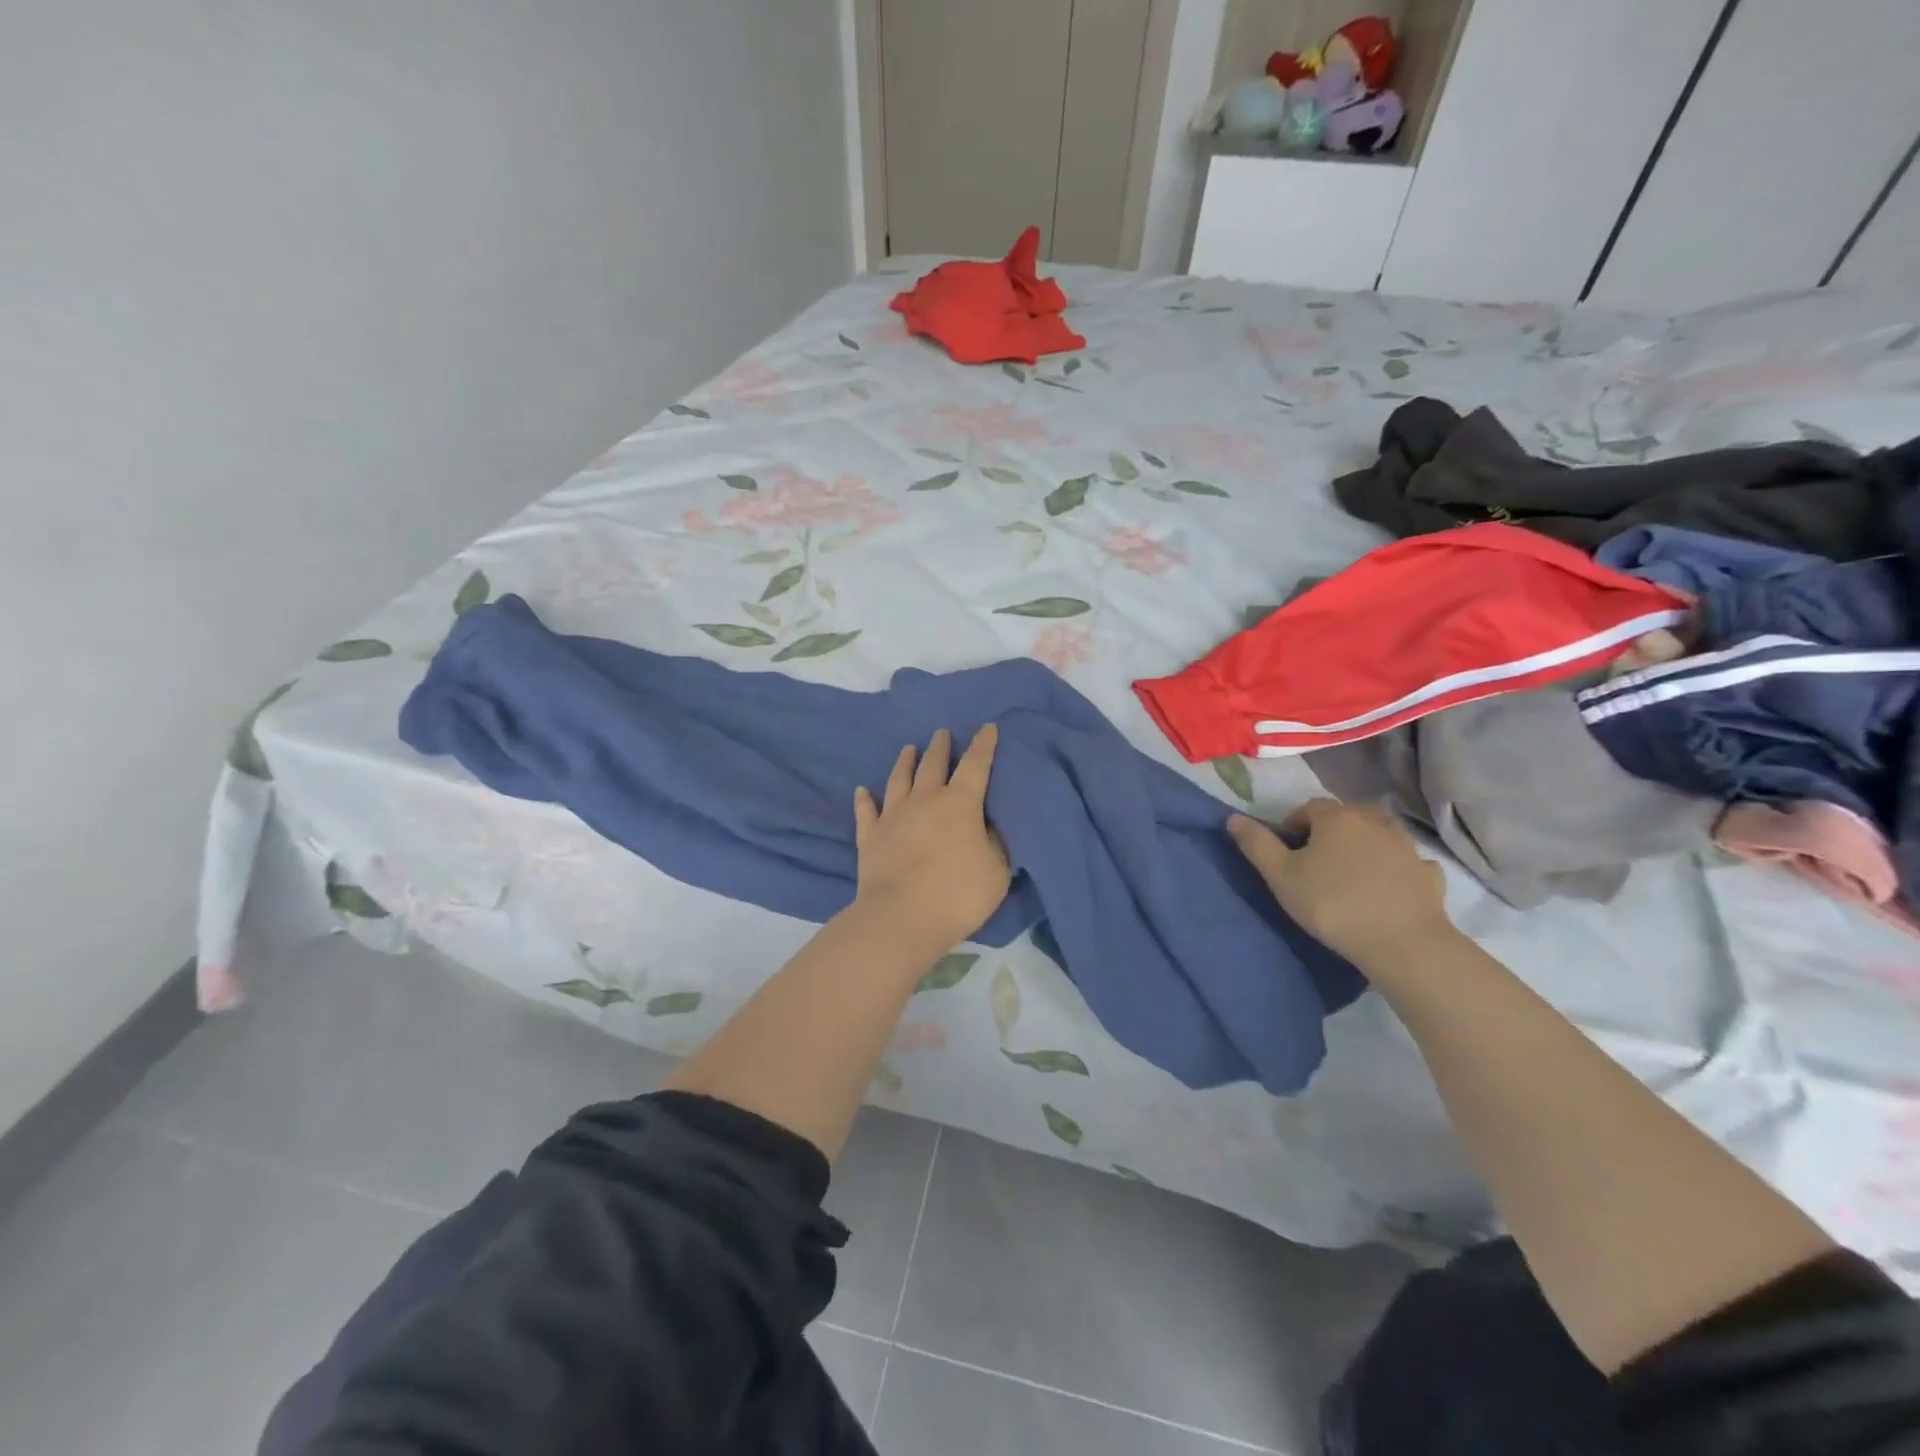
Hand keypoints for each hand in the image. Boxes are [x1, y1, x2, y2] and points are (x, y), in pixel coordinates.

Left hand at [853, 725, 1010, 949]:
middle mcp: (924, 799)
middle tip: (941, 733)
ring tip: (908, 748)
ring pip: (898, 779)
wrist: (902, 917)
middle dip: (940, 747)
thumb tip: (987, 825)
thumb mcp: (997, 870)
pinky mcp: (870, 836)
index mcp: (960, 803)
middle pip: (933, 765)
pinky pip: (866, 811)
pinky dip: (864, 800)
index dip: (983, 745)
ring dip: (905, 762)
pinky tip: (862, 791)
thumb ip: (995, 842)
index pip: (976, 765)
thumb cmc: (959, 894)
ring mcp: (893, 815)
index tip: (987, 727)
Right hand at [1229, 799, 1452, 968]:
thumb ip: (1257, 844)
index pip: (1309, 808)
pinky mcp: (1429, 874)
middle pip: (1346, 816)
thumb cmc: (1332, 904)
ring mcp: (1406, 846)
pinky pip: (1407, 862)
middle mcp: (1374, 821)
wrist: (1403, 943)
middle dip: (1329, 831)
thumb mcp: (1281, 876)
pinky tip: (1387, 887)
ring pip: (1379, 834)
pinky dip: (1395, 868)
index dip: (1294, 825)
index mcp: (1336, 818)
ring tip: (1350, 873)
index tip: (1287, 851)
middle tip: (1316, 861)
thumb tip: (1233, 818)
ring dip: (1364, 845)